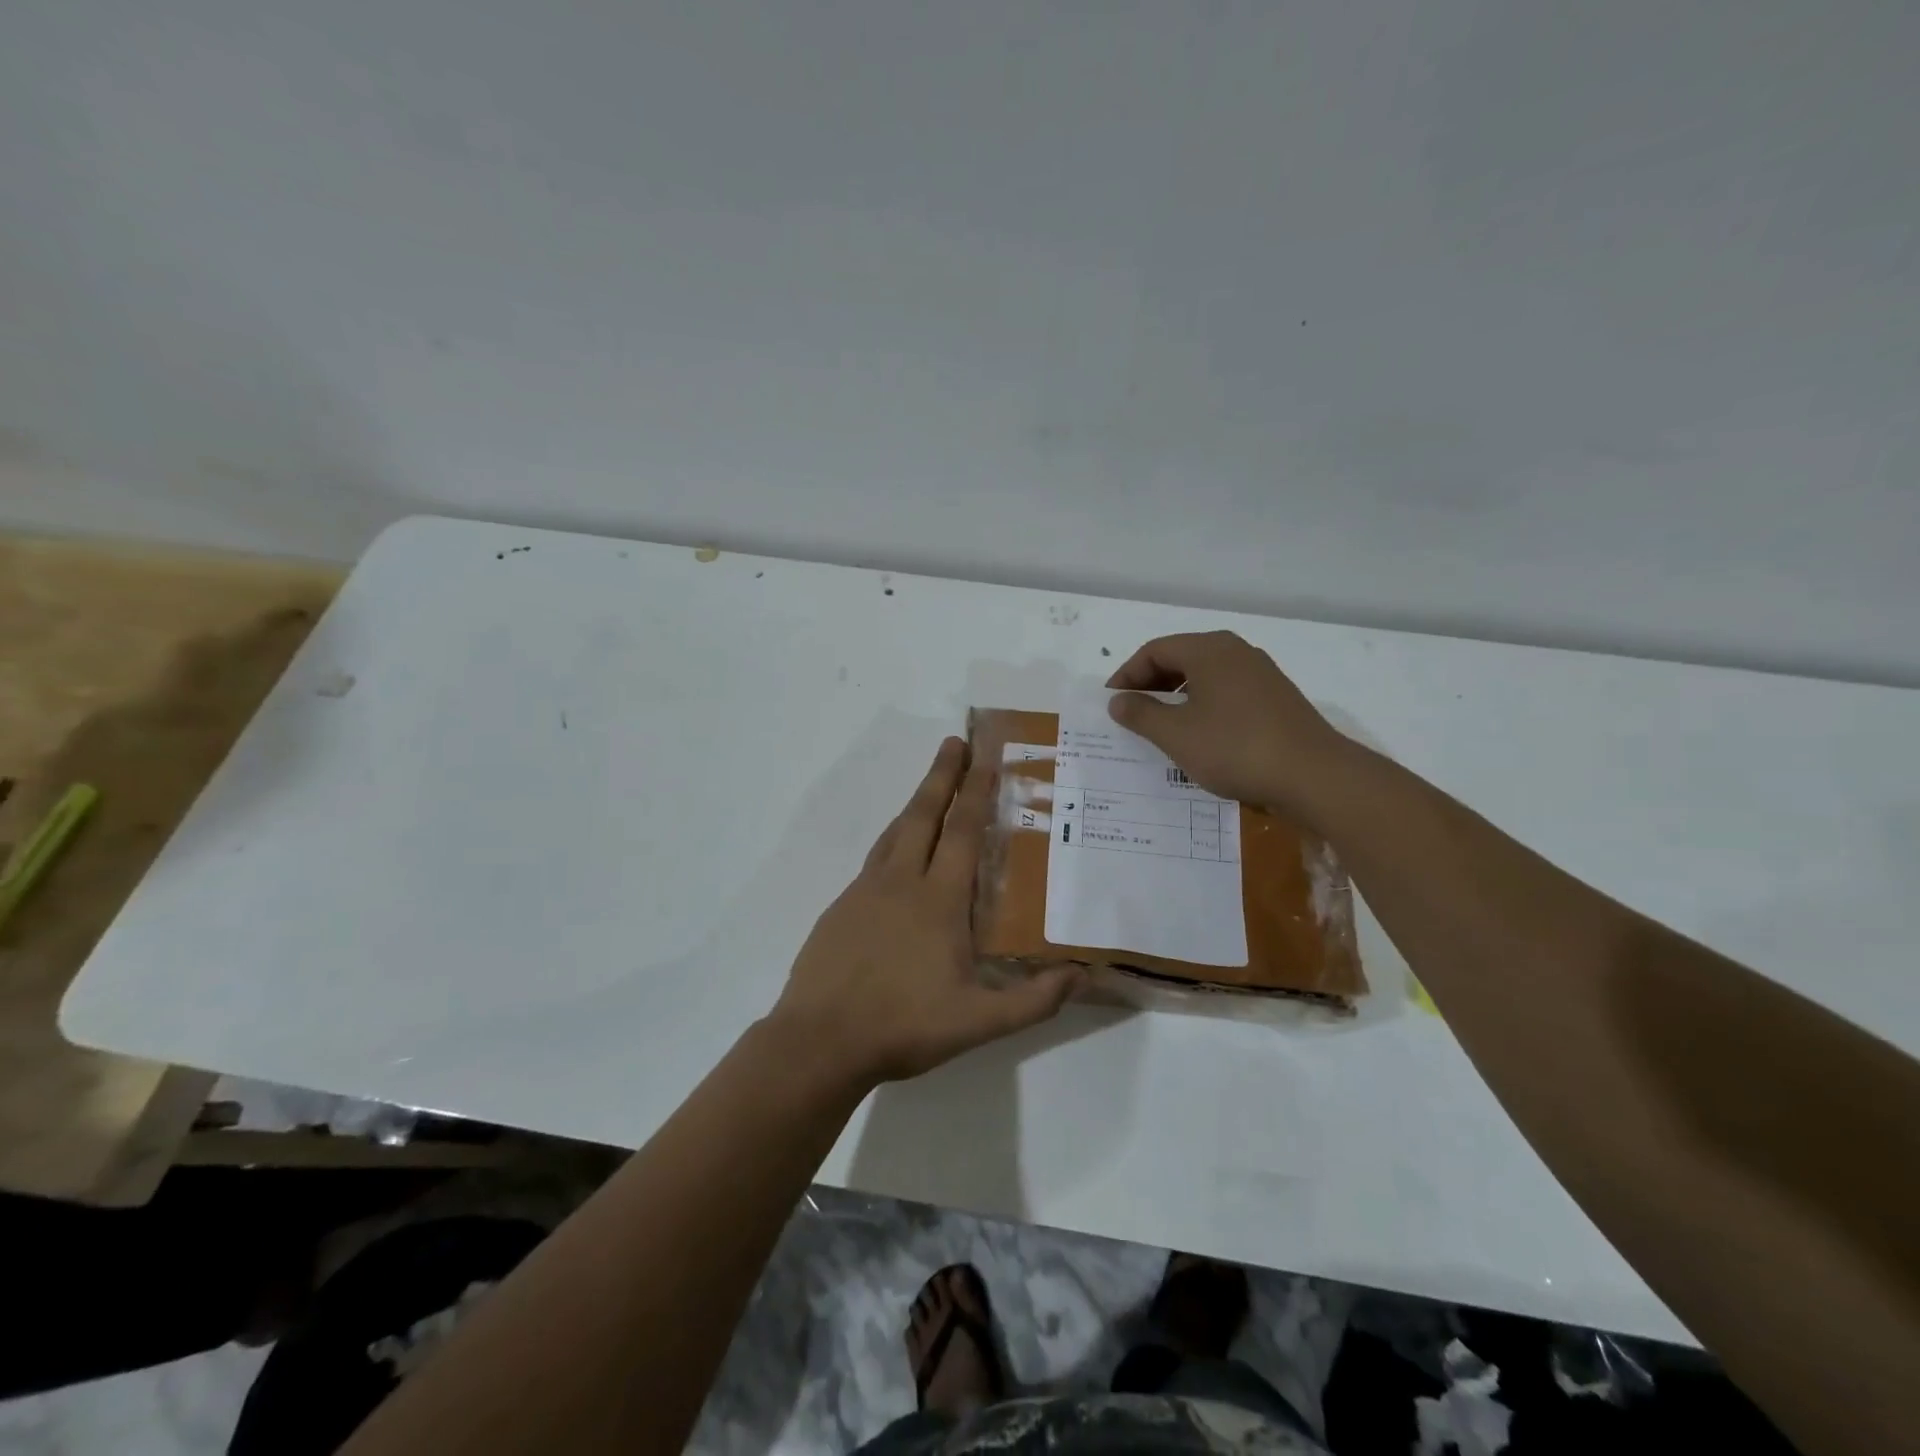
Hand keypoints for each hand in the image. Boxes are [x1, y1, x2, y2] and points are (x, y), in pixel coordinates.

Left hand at [770, 738, 1080, 1087]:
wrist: (820, 1040)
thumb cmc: (903, 1026)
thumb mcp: (980, 1023)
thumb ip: (1035, 999)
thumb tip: (1084, 973)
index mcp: (938, 900)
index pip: (962, 832)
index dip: (976, 791)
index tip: (984, 755)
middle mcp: (901, 882)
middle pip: (924, 815)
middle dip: (942, 775)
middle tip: (954, 741)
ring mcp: (865, 892)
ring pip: (895, 833)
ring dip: (916, 803)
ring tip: (930, 785)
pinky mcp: (841, 908)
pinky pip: (874, 859)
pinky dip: (892, 839)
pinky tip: (896, 851)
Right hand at [1105, 631, 1350, 818]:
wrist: (1314, 776)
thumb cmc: (1235, 748)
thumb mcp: (1176, 734)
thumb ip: (1141, 714)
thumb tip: (1118, 700)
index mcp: (1209, 650)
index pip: (1154, 651)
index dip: (1127, 675)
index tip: (1112, 704)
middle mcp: (1236, 652)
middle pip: (1181, 659)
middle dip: (1151, 685)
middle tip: (1131, 714)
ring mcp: (1261, 675)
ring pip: (1206, 677)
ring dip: (1177, 697)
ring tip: (1161, 727)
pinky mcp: (1276, 699)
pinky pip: (1227, 693)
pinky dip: (1204, 707)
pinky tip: (1200, 737)